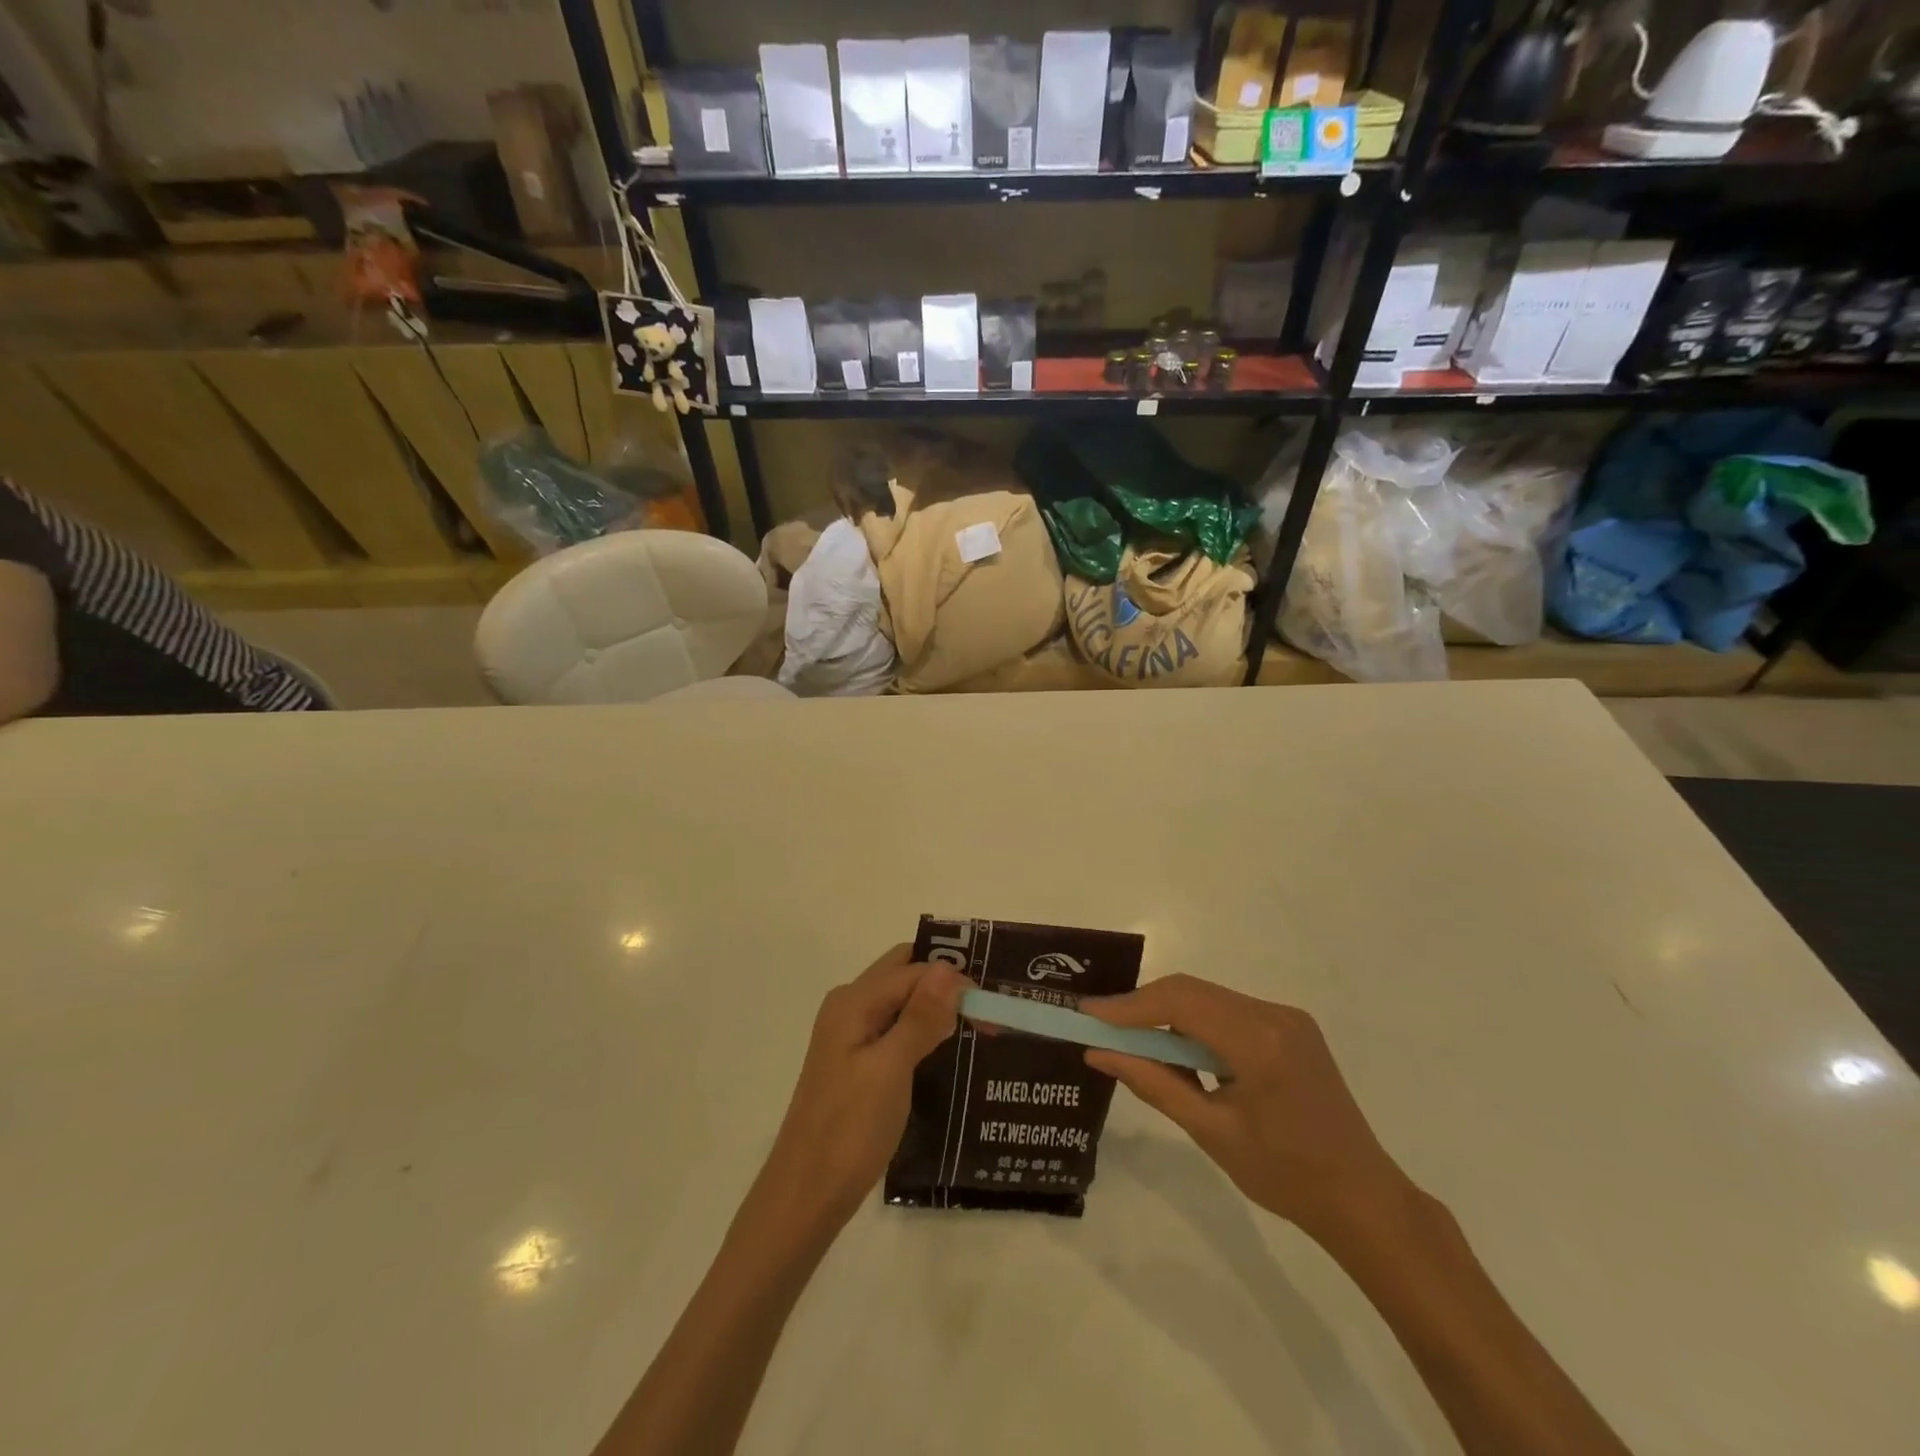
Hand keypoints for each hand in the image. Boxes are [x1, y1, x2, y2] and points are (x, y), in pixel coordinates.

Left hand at [756, 945, 968, 1235]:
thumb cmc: (849, 1130)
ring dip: (936, 1008)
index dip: (954, 981)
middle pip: (904, 976)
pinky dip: (923, 1031)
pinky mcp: (857, 1063)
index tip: (993, 1010)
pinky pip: (896, 1029)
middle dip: (945, 984)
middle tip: (987, 1009)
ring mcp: (851, 1036)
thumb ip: (919, 1016)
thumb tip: (947, 967)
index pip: (914, 969)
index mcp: (854, 1001)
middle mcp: (850, 1007)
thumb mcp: (890, 1069)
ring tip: (978, 1027)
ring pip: (901, 1002)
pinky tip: (948, 1051)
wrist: (806, 1196)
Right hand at [1082, 975, 1410, 1243]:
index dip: (1129, 1006)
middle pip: (1192, 992)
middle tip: (1101, 1025)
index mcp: (1259, 1042)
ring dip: (1169, 1015)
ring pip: (1209, 999)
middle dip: (1143, 1006)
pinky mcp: (1291, 1027)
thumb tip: (1098, 1054)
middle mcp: (1274, 1014)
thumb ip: (1153, 1083)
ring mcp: (1287, 1017)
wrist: (1363, 1198)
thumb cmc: (1286, 1176)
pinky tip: (1181, 1052)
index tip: (1087, 1012)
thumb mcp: (1210, 1132)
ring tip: (1134, 1042)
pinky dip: (1197, 1024)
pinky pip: (1229, 1011)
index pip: (1180, 1003)